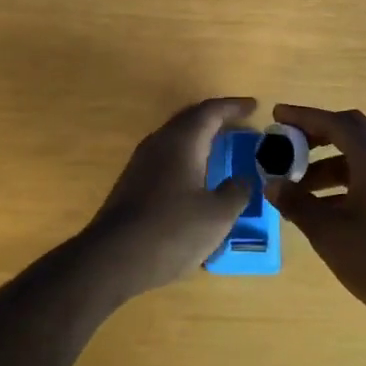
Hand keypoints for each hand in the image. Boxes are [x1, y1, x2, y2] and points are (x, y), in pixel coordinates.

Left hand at [82, 97, 257, 297]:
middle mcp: (160, 142)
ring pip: (176, 137)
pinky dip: (186, 156)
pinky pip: (166, 156)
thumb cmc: (171, 230)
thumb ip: (236, 192)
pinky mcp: (132, 183)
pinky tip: (195, 177)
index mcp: (183, 141)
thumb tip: (243, 179)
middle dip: (216, 118)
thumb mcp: (217, 216)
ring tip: (220, 147)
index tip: (254, 106)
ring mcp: (142, 162)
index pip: (211, 111)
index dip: (234, 107)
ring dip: (199, 137)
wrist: (111, 258)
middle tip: (238, 123)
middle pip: (190, 119)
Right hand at [264, 104, 365, 324]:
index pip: (334, 122)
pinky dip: (343, 179)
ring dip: (327, 161)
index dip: (303, 117)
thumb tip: (272, 184)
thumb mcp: (328, 231)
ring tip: (296, 184)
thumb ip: (296, 202)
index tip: (277, 116)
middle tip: (287, 144)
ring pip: (359, 154)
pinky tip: (322, 204)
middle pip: (350, 130)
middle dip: (316, 134)